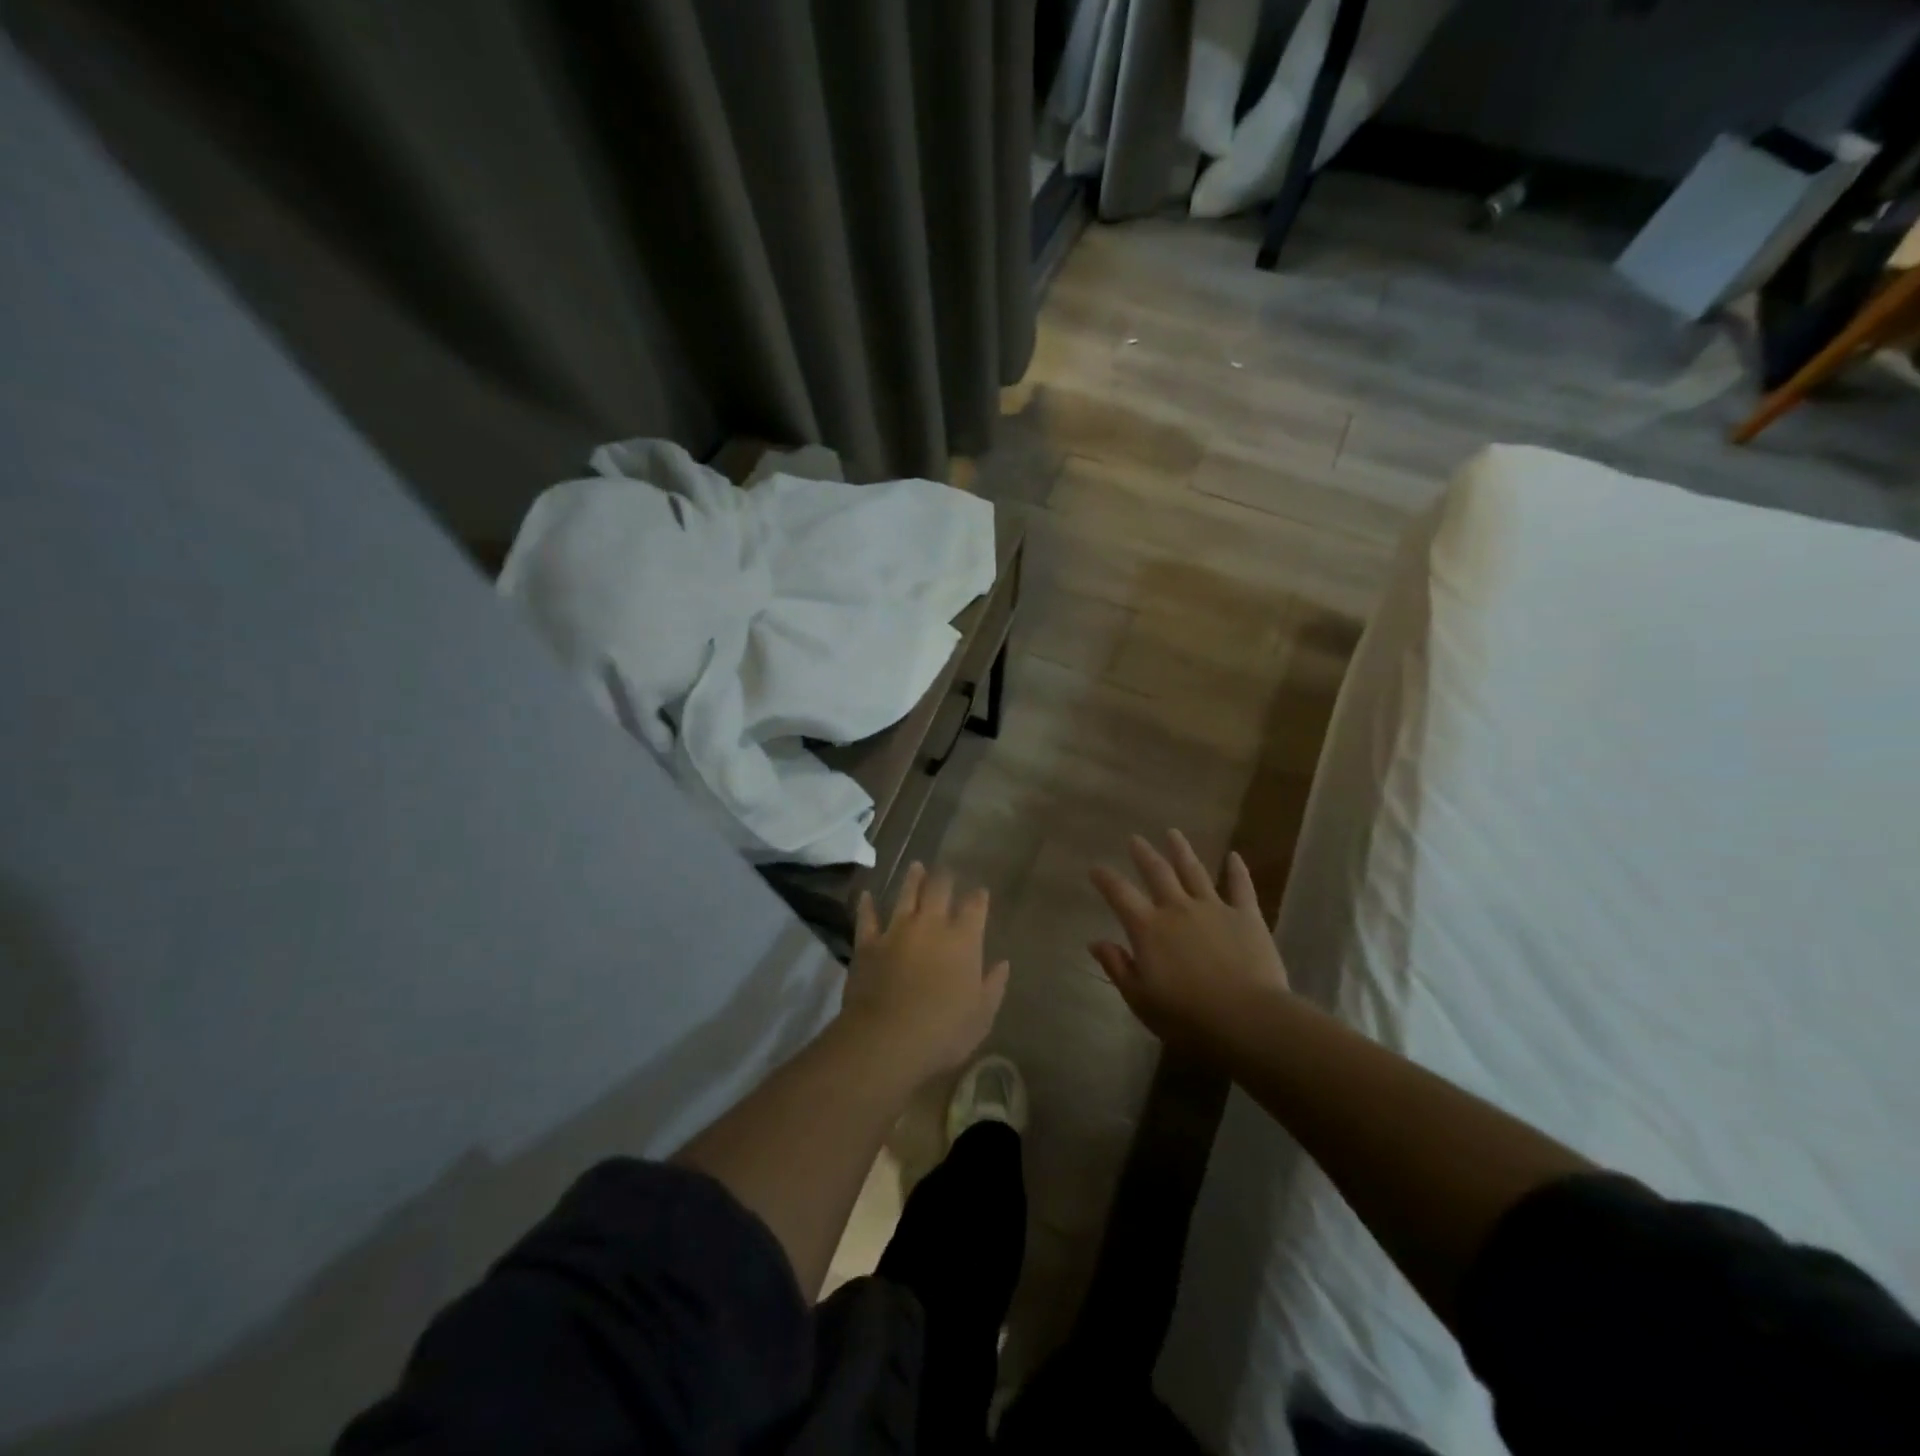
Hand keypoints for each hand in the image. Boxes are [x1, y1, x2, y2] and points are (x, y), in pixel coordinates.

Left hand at [844, 862, 1009, 1078]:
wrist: (886, 1039)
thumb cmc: (943, 1032)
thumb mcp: (981, 1016)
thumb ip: (993, 986)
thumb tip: (1002, 963)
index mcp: (964, 940)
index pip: (975, 908)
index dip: (978, 898)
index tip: (980, 892)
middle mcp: (931, 926)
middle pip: (939, 890)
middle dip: (945, 878)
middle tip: (947, 871)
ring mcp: (897, 931)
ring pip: (906, 895)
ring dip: (913, 879)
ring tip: (916, 866)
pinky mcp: (868, 943)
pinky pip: (867, 918)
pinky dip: (867, 906)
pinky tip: (866, 896)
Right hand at [1089, 831, 1288, 1048]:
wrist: (1246, 1019)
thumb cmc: (1186, 1016)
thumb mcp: (1140, 998)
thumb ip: (1117, 966)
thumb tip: (1095, 942)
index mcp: (1148, 928)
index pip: (1120, 894)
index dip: (1105, 879)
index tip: (1095, 868)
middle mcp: (1177, 909)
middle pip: (1157, 873)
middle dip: (1143, 854)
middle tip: (1134, 839)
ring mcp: (1214, 908)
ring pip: (1194, 871)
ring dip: (1181, 850)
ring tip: (1172, 833)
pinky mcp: (1246, 916)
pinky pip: (1241, 887)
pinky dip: (1237, 870)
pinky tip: (1234, 856)